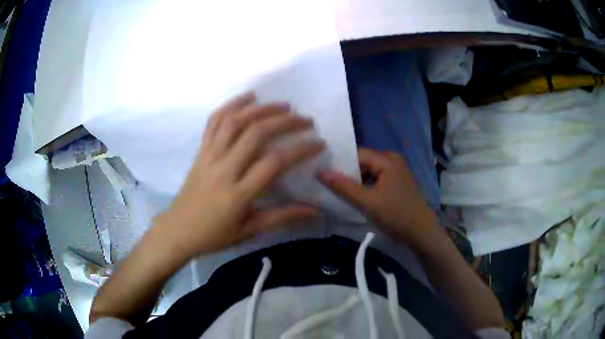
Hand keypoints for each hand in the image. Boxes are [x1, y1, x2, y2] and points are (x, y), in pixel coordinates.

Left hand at [154, 93, 322, 258]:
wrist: (178, 230)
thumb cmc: (214, 235)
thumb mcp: (250, 230)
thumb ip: (282, 217)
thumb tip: (315, 209)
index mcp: (238, 193)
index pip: (274, 163)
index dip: (300, 149)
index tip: (318, 142)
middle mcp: (223, 169)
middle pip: (255, 133)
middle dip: (284, 121)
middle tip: (304, 119)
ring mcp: (209, 156)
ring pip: (234, 121)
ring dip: (260, 108)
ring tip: (281, 105)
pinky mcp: (200, 151)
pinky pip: (213, 122)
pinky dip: (230, 105)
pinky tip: (246, 98)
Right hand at [319, 148, 437, 245]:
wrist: (422, 233)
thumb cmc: (397, 215)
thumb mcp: (368, 202)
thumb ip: (344, 187)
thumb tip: (320, 172)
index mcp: (387, 159)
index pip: (357, 154)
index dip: (339, 162)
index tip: (322, 172)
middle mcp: (393, 160)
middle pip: (363, 162)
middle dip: (347, 172)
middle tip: (327, 183)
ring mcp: (396, 172)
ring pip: (369, 172)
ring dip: (355, 181)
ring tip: (337, 190)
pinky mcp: (397, 183)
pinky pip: (376, 179)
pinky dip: (365, 186)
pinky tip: (355, 196)